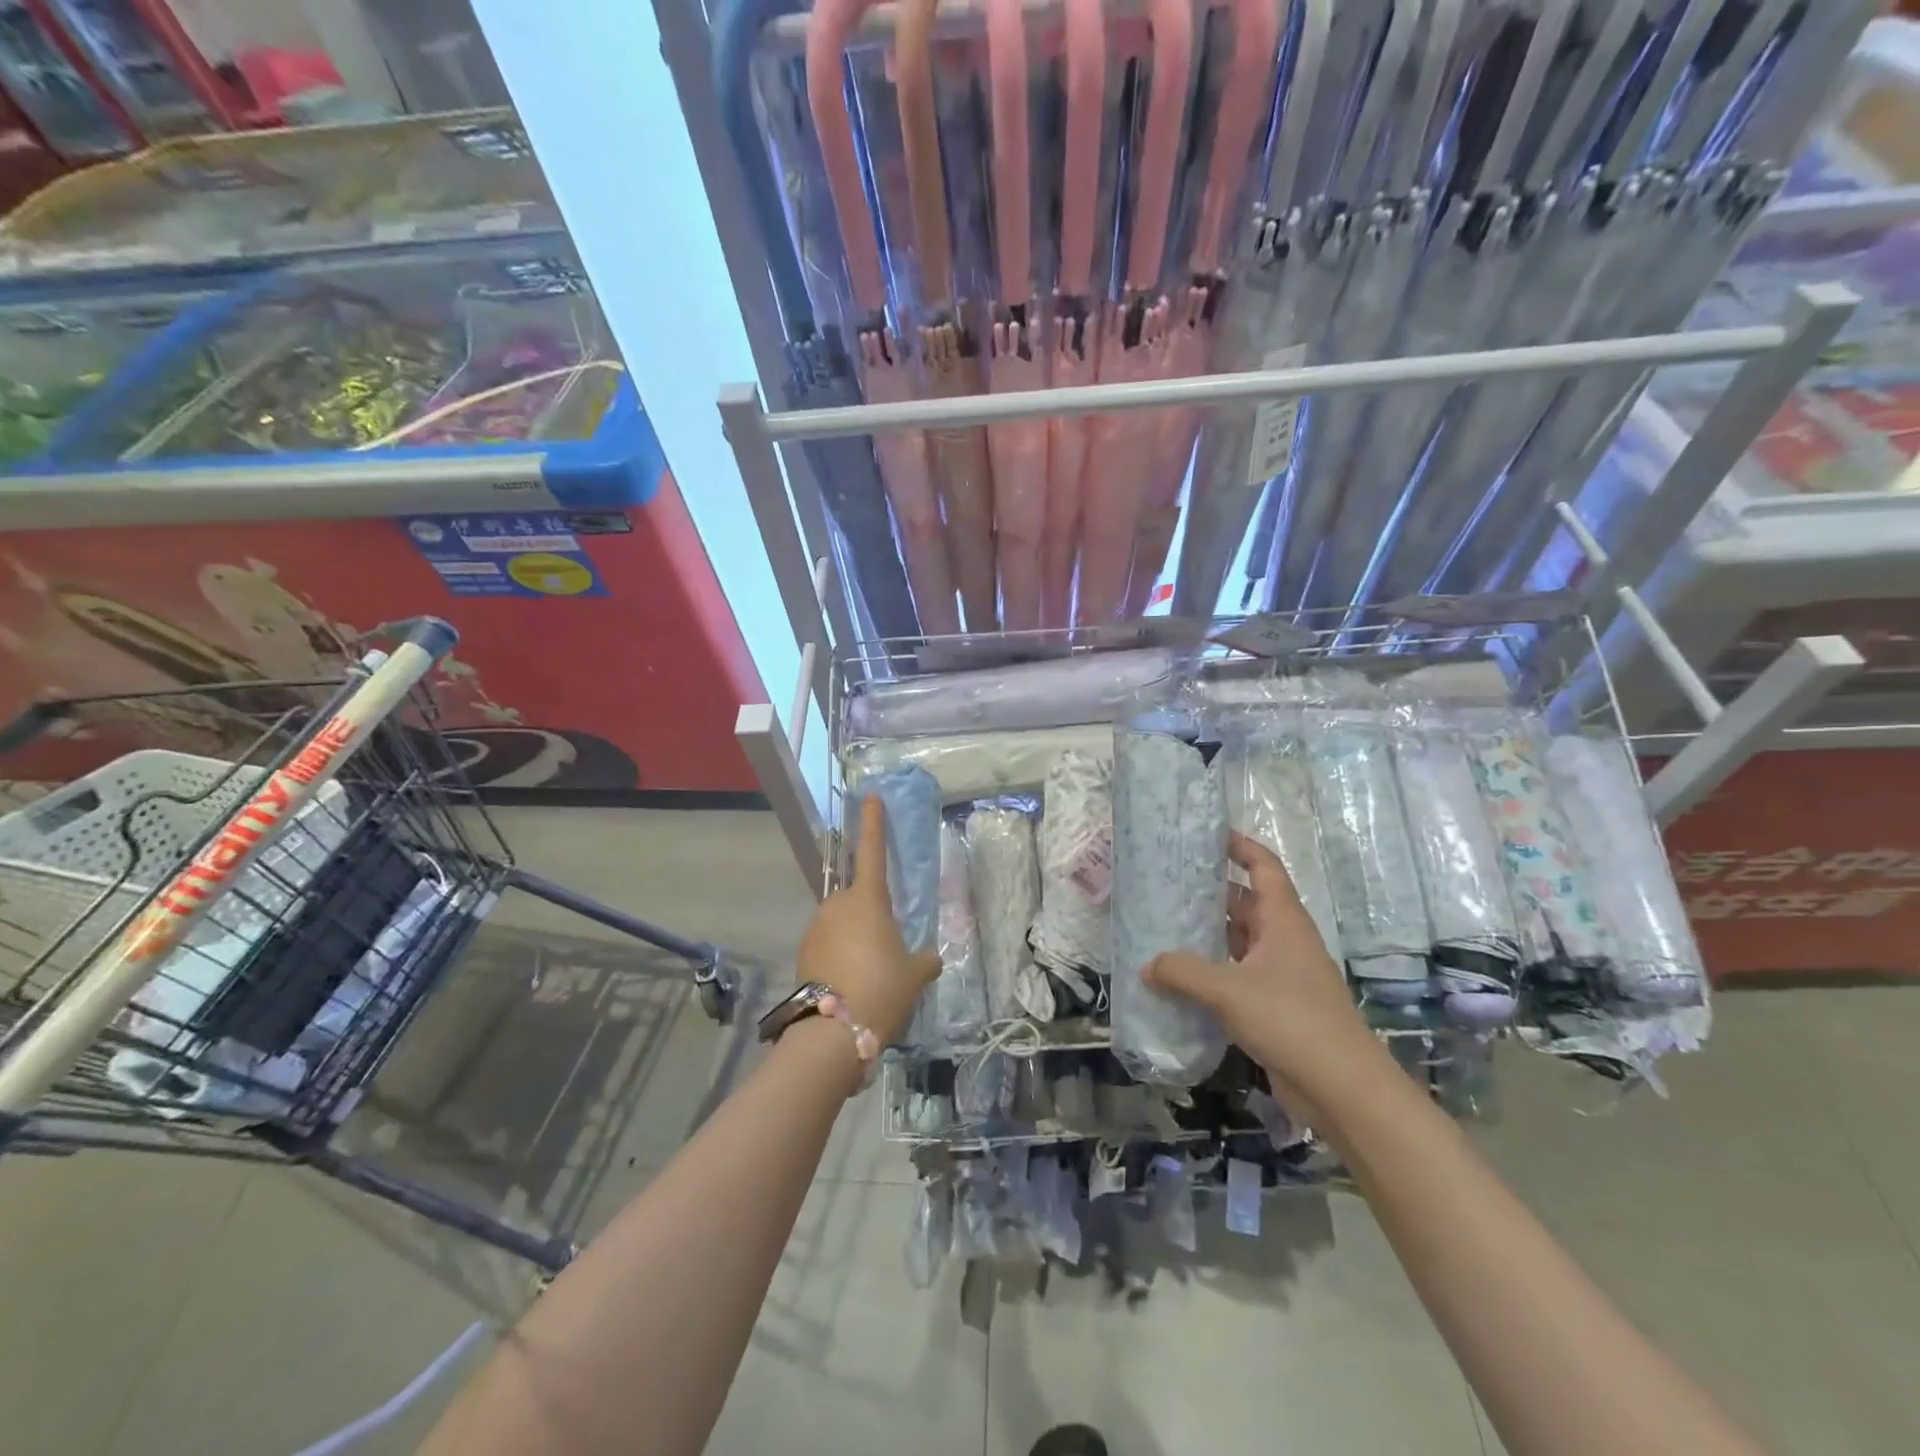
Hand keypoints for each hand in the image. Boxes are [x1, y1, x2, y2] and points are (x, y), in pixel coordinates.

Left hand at [795, 794, 939, 1046]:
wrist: (834, 1032)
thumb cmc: (882, 988)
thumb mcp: (915, 975)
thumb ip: (924, 960)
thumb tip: (929, 959)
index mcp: (868, 899)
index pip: (873, 850)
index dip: (873, 823)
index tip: (871, 797)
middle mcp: (837, 905)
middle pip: (858, 899)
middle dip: (872, 916)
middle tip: (888, 949)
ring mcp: (816, 929)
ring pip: (842, 925)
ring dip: (855, 939)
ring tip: (871, 975)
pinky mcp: (803, 954)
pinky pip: (828, 946)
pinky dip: (840, 958)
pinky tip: (852, 985)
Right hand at [1144, 831, 1395, 1116]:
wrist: (1342, 1088)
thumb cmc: (1290, 1019)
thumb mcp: (1227, 989)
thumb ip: (1182, 971)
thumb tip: (1146, 966)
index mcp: (1283, 920)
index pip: (1263, 867)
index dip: (1239, 846)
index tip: (1207, 834)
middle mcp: (1284, 940)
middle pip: (1245, 903)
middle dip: (1209, 893)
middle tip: (1166, 885)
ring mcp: (1282, 975)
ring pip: (1238, 942)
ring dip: (1207, 937)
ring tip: (1163, 928)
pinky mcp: (1276, 1007)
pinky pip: (1237, 977)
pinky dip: (1212, 973)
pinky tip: (1180, 980)